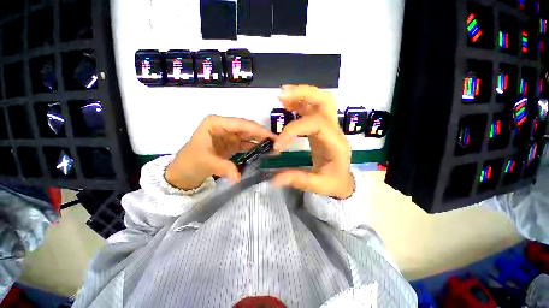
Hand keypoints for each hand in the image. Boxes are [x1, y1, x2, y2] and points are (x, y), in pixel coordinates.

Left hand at [165, 115, 275, 189]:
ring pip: (249, 136)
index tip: (273, 137)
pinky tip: (264, 152)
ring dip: (261, 141)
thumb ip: (224, 168)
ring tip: (274, 149)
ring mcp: (229, 135)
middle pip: (247, 129)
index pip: (241, 124)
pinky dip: (255, 148)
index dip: (258, 130)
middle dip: (262, 135)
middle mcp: (224, 126)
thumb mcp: (205, 162)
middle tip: (278, 144)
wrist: (183, 173)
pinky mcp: (232, 144)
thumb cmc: (189, 163)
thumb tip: (239, 178)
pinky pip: (246, 144)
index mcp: (216, 123)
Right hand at [273, 85, 353, 198]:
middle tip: (282, 95)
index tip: (278, 144)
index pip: (317, 124)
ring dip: (301, 95)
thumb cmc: (334, 182)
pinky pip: (312, 110)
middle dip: (304, 94)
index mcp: (335, 143)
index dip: (294, 129)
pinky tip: (287, 104)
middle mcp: (334, 130)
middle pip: (325, 101)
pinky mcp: (321, 128)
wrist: (343, 180)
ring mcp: (328, 127)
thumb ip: (298, 180)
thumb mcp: (318, 185)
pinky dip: (299, 103)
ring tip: (282, 96)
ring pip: (320, 101)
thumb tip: (274, 180)